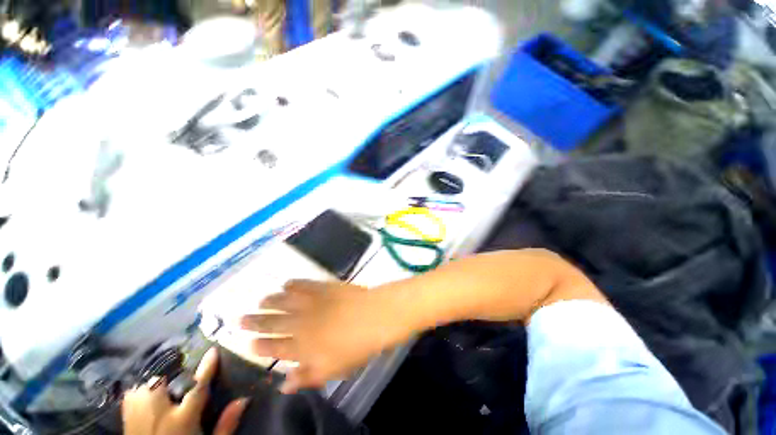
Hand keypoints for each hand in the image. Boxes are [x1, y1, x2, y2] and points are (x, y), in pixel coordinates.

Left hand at [123, 348, 247, 434]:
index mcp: (181, 420)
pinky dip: (139, 391)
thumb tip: (243, 399)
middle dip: (170, 374)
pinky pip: (129, 398)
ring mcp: (137, 418)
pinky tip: (147, 396)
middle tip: (181, 373)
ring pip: (142, 387)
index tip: (213, 351)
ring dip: (154, 382)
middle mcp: (157, 415)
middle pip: (161, 383)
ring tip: (165, 384)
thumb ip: (225, 425)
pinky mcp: (127, 422)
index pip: (197, 388)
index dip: (206, 368)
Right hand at [240, 280, 401, 393]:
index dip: (259, 345)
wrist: (372, 316)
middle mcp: (301, 323)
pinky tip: (286, 283)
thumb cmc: (355, 347)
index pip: (274, 348)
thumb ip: (306, 377)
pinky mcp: (323, 287)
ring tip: (259, 300)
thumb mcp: (331, 370)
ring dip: (270, 301)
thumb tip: (284, 385)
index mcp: (302, 347)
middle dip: (255, 322)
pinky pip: (303, 284)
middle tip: (240, 318)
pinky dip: (293, 284)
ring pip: (284, 301)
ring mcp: (311, 302)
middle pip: (272, 323)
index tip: (247, 343)